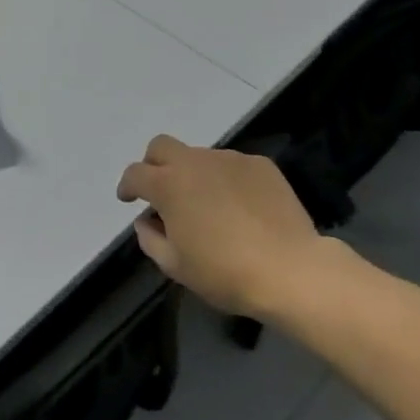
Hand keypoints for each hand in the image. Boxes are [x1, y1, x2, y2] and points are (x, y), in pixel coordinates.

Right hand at [116, 135, 345, 322]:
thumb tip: (147, 220)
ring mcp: (230, 160)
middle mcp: (195, 162)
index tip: (129, 199)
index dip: (127, 186)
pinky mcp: (260, 165)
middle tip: (162, 191)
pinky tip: (240, 207)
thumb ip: (150, 239)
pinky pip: (233, 166)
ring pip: (200, 157)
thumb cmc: (225, 272)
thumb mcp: (176, 266)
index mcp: (168, 185)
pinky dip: (227, 181)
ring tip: (210, 206)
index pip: (135, 173)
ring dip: (194, 175)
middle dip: (154, 164)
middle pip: (161, 146)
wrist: (292, 271)